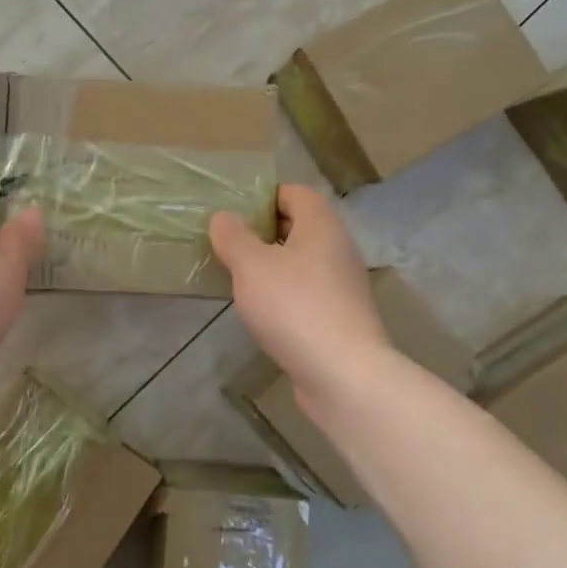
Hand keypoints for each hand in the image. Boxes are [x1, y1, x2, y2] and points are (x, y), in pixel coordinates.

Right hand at [209, 184, 391, 412]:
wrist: (343, 374)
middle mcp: (338, 248)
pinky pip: (307, 291)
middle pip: (300, 226)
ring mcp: (343, 285)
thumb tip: (223, 218)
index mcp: (321, 225)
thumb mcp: (251, 266)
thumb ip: (233, 237)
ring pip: (303, 261)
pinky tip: (262, 311)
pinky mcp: (341, 316)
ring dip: (273, 265)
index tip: (235, 213)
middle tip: (230, 244)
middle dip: (264, 232)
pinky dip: (285, 294)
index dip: (265, 197)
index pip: (295, 193)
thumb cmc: (294, 307)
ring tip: (240, 278)